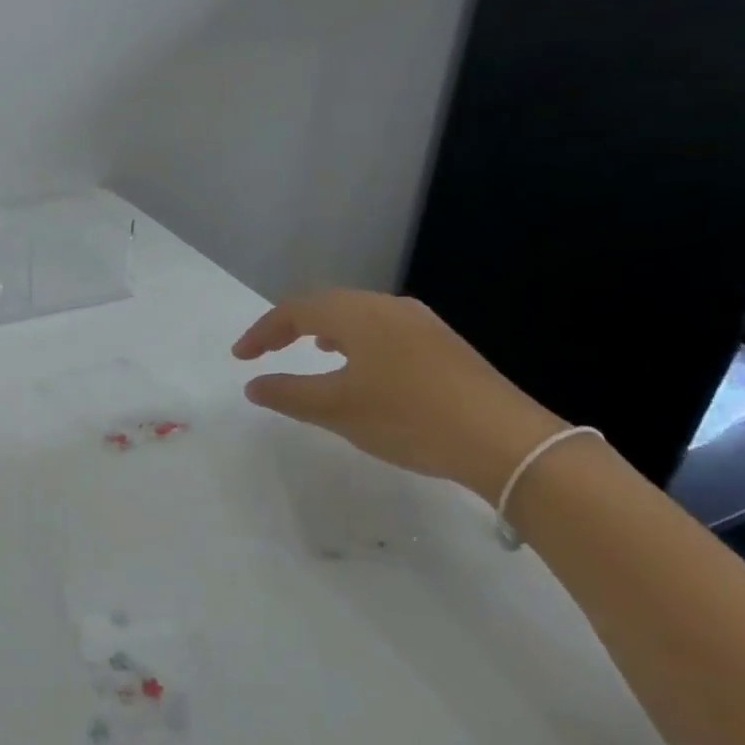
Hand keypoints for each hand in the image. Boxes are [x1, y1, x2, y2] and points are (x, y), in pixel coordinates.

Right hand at [232, 289, 566, 505]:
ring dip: (325, 330)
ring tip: (309, 350)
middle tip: (267, 351)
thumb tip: (253, 385)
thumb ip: (289, 394)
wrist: (504, 441)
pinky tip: (361, 365)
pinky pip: (383, 328)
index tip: (240, 357)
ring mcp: (421, 323)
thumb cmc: (408, 418)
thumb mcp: (337, 409)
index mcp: (358, 314)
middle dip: (290, 325)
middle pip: (327, 304)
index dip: (262, 331)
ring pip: (358, 314)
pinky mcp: (442, 344)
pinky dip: (355, 339)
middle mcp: (388, 307)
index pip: (296, 310)